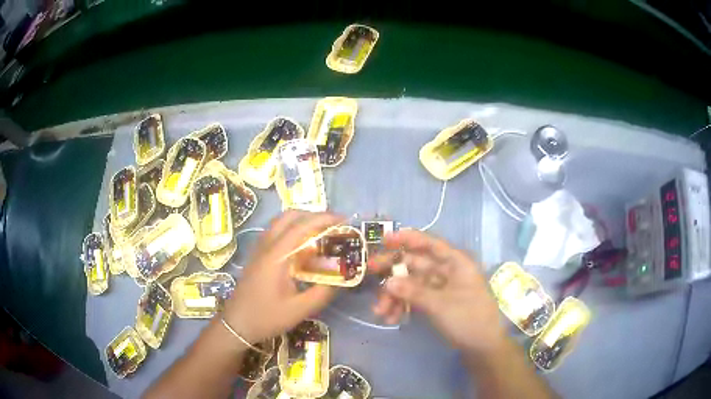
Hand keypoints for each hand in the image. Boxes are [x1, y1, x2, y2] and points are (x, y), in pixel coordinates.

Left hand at [222, 211, 341, 344]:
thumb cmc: (267, 317)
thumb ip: (322, 293)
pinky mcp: (257, 255)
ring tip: (321, 233)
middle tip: (333, 225)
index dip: (324, 219)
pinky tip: (302, 247)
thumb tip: (341, 277)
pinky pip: (276, 232)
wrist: (236, 324)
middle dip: (313, 215)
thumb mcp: (299, 310)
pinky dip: (292, 230)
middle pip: (289, 216)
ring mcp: (259, 249)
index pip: (301, 227)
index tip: (344, 220)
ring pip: (280, 222)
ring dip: (302, 221)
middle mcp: (266, 245)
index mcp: (276, 256)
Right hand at [370, 230, 504, 353]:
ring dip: (395, 295)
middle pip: (416, 264)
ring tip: (380, 312)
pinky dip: (403, 306)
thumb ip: (413, 291)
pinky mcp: (437, 303)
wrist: (483, 347)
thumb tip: (387, 281)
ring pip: (412, 284)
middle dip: (393, 272)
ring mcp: (441, 288)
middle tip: (370, 273)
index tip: (385, 239)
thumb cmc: (468, 318)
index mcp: (456, 263)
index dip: (408, 238)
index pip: (431, 244)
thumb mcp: (440, 305)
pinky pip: (416, 298)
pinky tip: (391, 318)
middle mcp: (448, 272)